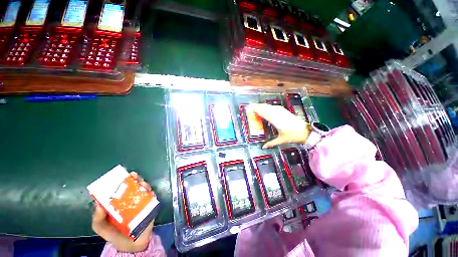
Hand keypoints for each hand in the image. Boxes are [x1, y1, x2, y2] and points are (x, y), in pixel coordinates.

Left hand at [92, 172, 153, 252]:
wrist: (131, 246)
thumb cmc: (114, 234)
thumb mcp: (101, 227)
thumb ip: (98, 218)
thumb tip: (98, 203)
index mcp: (119, 203)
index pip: (121, 189)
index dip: (121, 182)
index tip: (122, 175)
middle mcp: (131, 200)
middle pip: (134, 187)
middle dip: (135, 180)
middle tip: (134, 176)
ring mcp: (142, 203)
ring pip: (145, 190)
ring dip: (144, 185)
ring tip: (143, 184)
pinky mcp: (150, 208)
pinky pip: (152, 199)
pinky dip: (152, 194)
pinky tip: (150, 193)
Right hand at [247, 103, 310, 148]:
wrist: (305, 131)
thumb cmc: (293, 136)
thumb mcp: (281, 140)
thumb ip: (271, 143)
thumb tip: (262, 147)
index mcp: (276, 121)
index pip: (263, 113)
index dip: (256, 110)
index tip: (249, 109)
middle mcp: (277, 114)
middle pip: (265, 108)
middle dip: (257, 106)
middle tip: (249, 107)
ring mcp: (281, 111)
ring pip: (269, 106)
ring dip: (261, 106)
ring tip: (255, 106)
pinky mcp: (284, 110)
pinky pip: (273, 106)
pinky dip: (268, 106)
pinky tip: (265, 107)